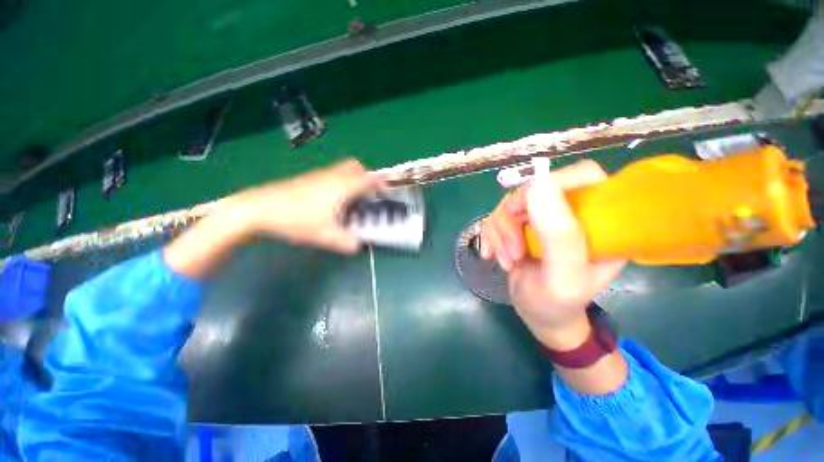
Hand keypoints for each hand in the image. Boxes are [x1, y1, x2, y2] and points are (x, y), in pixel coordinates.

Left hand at [231, 159, 382, 253]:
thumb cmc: (297, 220)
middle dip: (365, 177)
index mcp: (343, 187)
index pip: (368, 178)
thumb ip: (347, 242)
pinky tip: (331, 201)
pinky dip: (338, 182)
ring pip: (342, 170)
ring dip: (351, 180)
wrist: (259, 208)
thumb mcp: (326, 236)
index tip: (386, 190)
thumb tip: (359, 244)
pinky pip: (330, 175)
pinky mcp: (307, 178)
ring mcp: (319, 175)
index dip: (381, 183)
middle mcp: (333, 176)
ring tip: (351, 200)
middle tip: (366, 194)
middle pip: (355, 167)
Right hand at [481, 160, 625, 348]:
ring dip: (499, 233)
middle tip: (513, 250)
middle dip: (513, 220)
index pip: (583, 176)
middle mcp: (570, 213)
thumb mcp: (563, 277)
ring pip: (509, 205)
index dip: (552, 183)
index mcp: (599, 221)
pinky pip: (495, 218)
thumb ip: (558, 235)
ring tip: (506, 260)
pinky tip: (492, 255)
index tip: (524, 209)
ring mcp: (542, 219)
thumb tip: (538, 184)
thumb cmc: (558, 303)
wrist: (537, 314)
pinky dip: (490, 237)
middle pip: (534, 190)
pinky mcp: (520, 226)